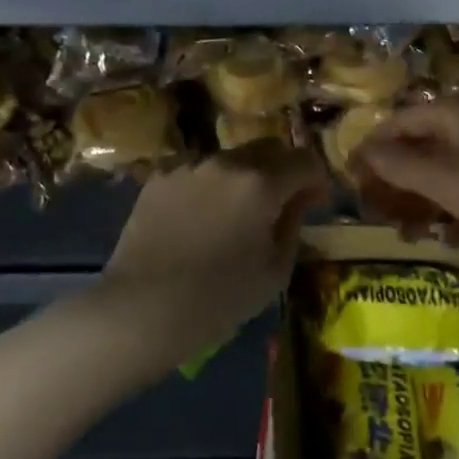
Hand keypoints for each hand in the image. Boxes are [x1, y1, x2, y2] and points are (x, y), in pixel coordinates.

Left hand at [93, 143, 328, 374]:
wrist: (141, 310)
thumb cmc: (218, 298)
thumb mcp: (274, 271)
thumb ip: (294, 224)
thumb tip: (300, 200)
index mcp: (262, 182)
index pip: (305, 160)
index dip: (317, 179)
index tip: (314, 202)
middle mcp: (227, 162)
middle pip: (269, 149)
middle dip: (283, 171)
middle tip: (280, 204)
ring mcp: (190, 166)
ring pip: (232, 159)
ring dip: (245, 177)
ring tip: (235, 214)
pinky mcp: (160, 178)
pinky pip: (199, 172)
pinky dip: (210, 187)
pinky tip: (200, 219)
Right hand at [352, 95, 458, 246]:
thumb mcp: (445, 181)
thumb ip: (401, 165)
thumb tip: (364, 151)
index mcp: (451, 111)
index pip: (396, 123)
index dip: (370, 151)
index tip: (350, 183)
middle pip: (420, 148)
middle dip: (398, 184)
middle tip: (380, 217)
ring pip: (445, 172)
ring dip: (424, 203)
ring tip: (413, 237)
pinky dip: (457, 210)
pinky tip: (454, 240)